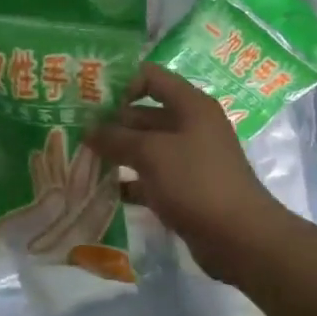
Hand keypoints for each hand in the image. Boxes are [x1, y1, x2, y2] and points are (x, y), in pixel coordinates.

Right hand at [88, 63, 284, 280]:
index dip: (121, 83)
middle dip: (111, 122)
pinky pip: (150, 176)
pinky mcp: (184, 188)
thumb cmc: (196, 182)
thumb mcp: (151, 153)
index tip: (92, 100)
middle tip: (75, 131)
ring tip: (81, 158)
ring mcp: (188, 159)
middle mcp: (190, 126)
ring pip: (145, 147)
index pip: (151, 77)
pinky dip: (129, 181)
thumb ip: (116, 138)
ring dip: (117, 152)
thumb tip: (88, 130)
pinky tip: (102, 188)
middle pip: (144, 114)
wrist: (240, 238)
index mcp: (190, 106)